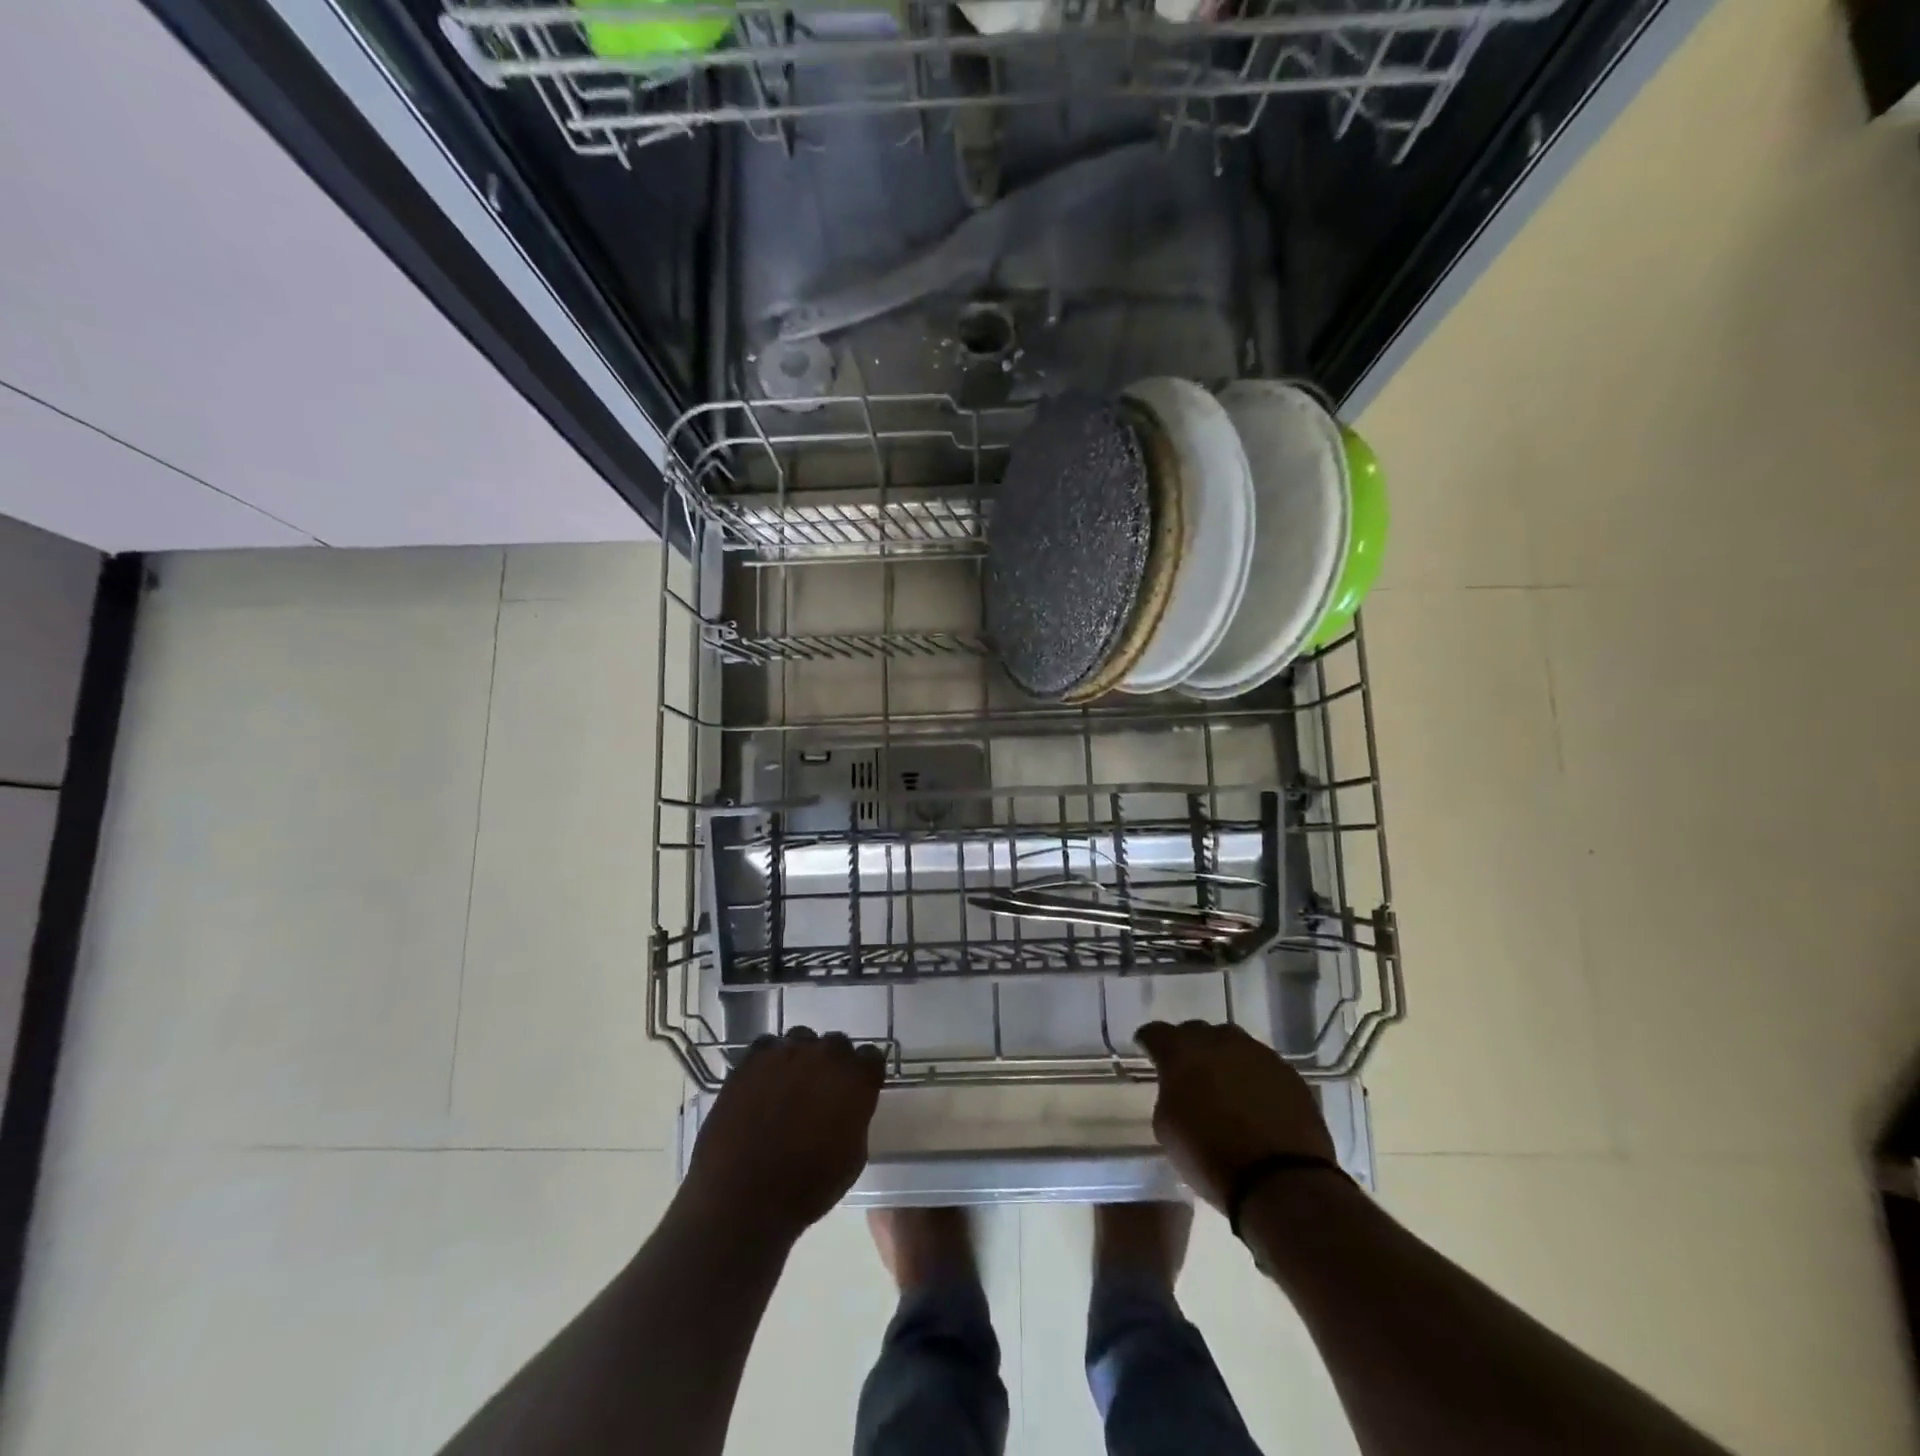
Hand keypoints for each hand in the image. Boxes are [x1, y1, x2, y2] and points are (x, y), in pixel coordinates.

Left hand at [682, 1028, 886, 1245]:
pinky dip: (768, 1061)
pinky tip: (762, 1084)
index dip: (863, 1074)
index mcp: (856, 1078)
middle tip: (820, 1091)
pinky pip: (767, 1048)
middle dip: (831, 1064)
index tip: (856, 1089)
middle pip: (836, 1044)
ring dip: (800, 1058)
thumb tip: (846, 1106)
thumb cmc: (808, 1188)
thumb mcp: (853, 1158)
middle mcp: (825, 1055)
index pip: (871, 1058)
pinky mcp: (752, 1060)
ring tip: (787, 1086)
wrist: (744, 1198)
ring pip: (800, 1040)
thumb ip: (855, 1117)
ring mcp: (786, 1052)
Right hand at [1136, 1020, 1336, 1212]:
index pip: (1155, 1032)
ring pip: (1231, 1043)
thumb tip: (1178, 1087)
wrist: (1281, 1181)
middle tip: (1188, 1071)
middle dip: (1188, 1047)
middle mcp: (1218, 1041)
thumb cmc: (1210, 1156)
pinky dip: (1252, 1076)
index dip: (1148, 1041)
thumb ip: (1168, 1094)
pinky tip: (1253, 1099)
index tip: (1147, 1051)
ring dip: (1223, 1058)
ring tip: (1224, 1084)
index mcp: (1181, 1052)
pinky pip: (1260, 1064)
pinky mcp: (1287, 1072)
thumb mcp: (1167, 1128)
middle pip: (1195, 1031)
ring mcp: (1257, 1053)